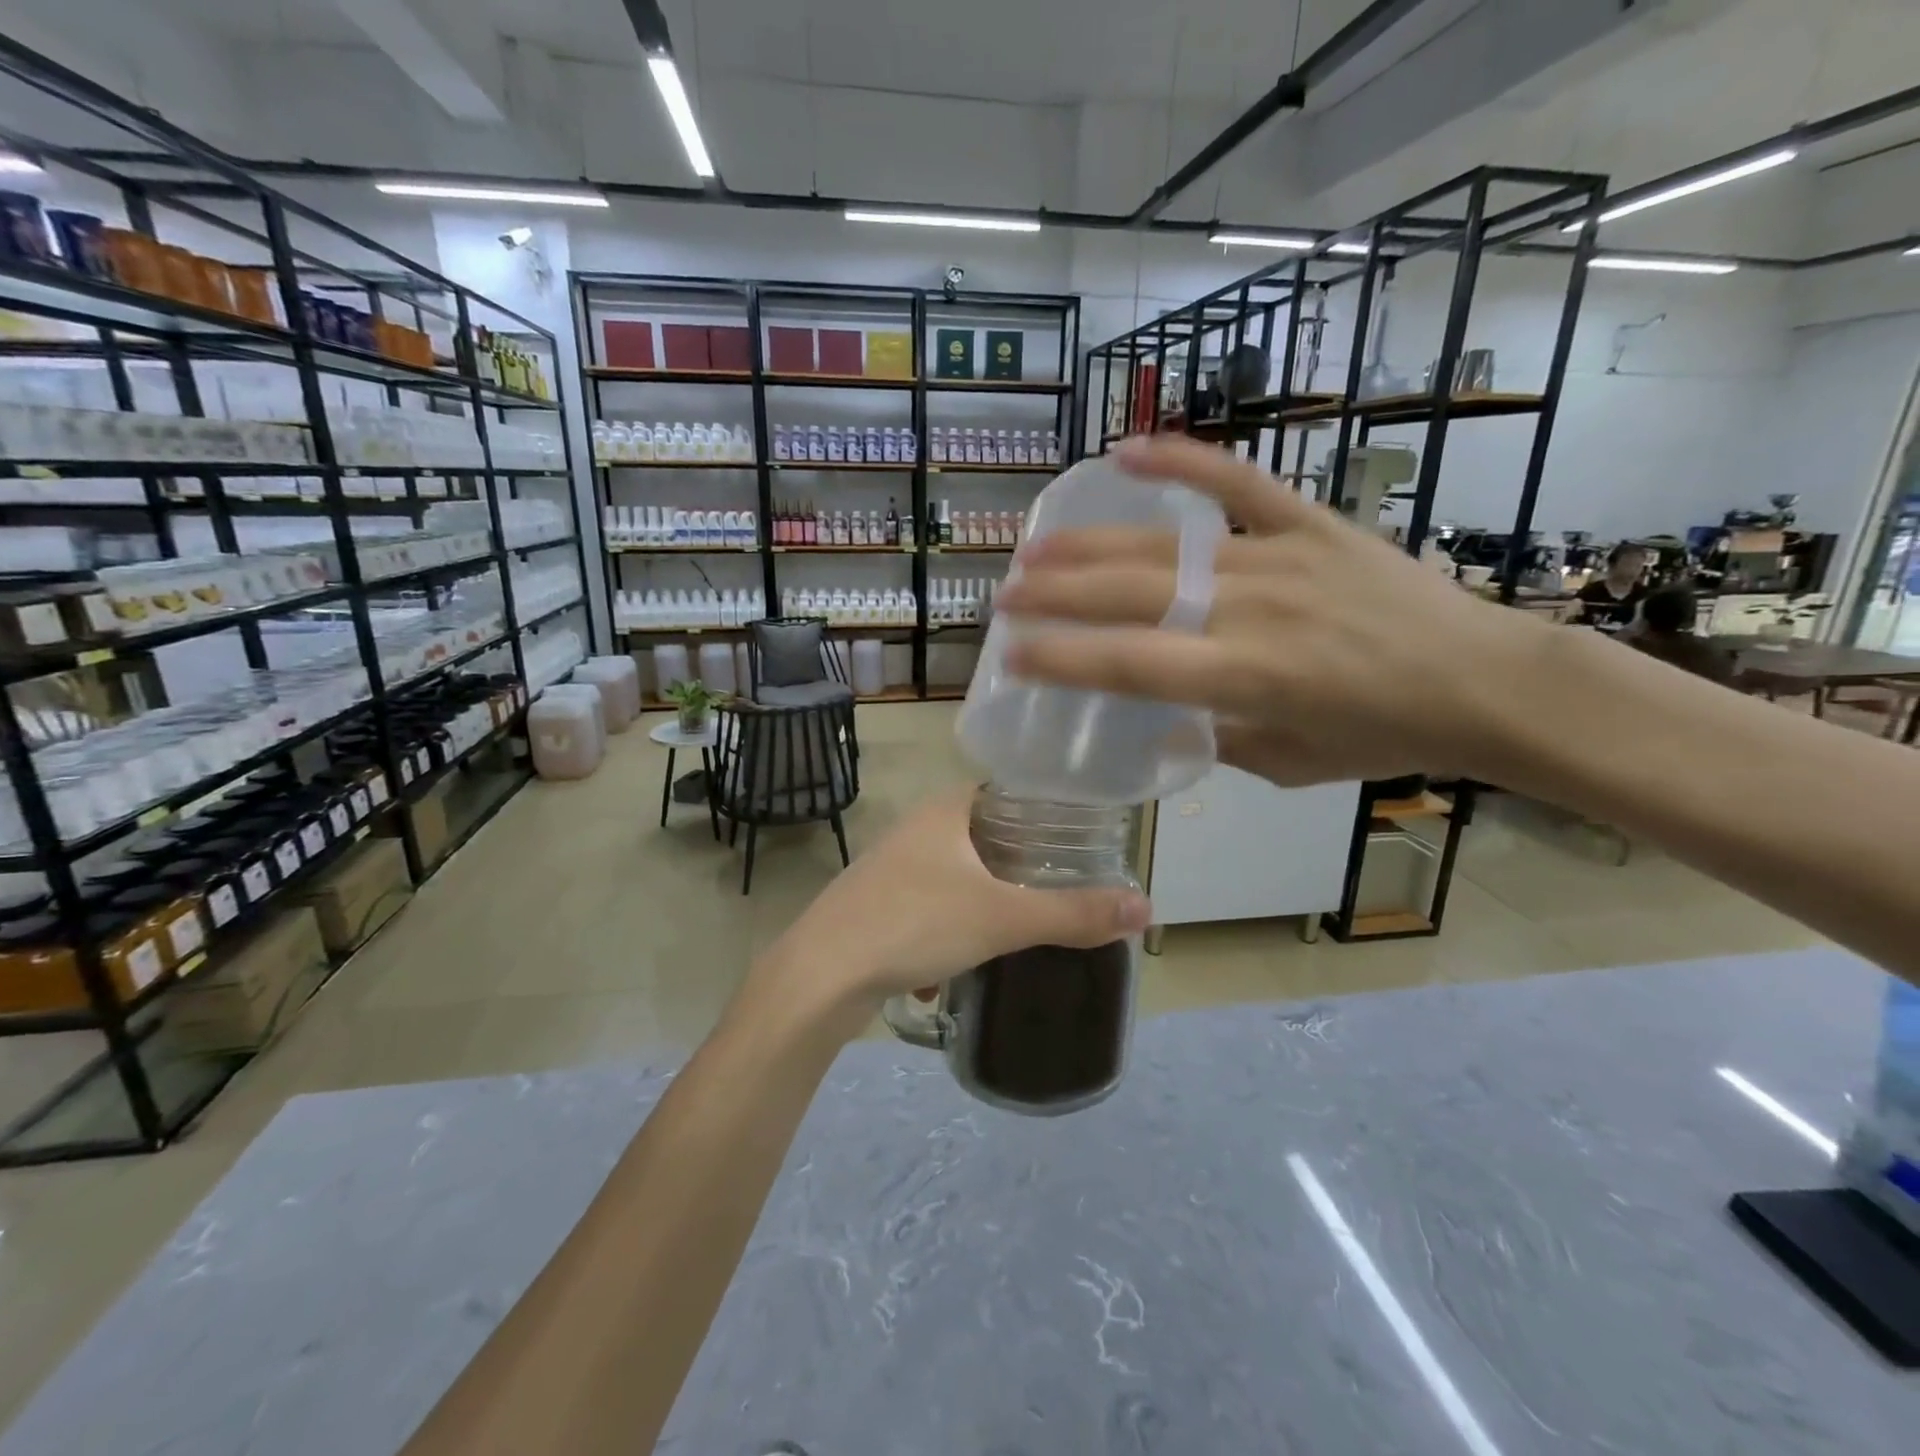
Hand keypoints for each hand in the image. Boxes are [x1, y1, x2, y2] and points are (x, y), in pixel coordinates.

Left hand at [752, 786, 1150, 1036]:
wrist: (821, 975)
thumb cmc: (915, 923)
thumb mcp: (1003, 919)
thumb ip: (1073, 913)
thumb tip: (1146, 908)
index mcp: (944, 810)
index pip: (1004, 790)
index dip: (1042, 808)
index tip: (1079, 836)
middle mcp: (915, 828)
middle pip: (981, 833)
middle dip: (1018, 861)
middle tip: (1062, 884)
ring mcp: (890, 867)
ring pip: (954, 874)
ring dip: (984, 898)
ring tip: (1021, 923)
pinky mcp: (874, 904)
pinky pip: (928, 906)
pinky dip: (950, 927)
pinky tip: (960, 963)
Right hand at [994, 435, 1548, 786]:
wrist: (1488, 681)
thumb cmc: (1386, 737)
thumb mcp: (1290, 765)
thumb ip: (1217, 740)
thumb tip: (1161, 719)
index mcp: (1248, 677)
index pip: (1132, 664)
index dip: (1063, 659)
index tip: (1010, 654)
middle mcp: (1253, 609)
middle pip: (1133, 594)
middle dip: (1058, 595)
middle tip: (1006, 595)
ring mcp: (1280, 557)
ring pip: (1166, 544)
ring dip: (1093, 545)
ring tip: (1037, 547)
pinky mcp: (1311, 523)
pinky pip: (1239, 483)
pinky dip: (1182, 461)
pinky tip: (1127, 448)